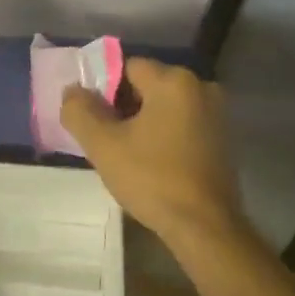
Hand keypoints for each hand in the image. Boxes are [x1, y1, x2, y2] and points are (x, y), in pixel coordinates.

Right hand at [61, 58, 246, 246]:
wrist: (205, 228)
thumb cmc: (153, 179)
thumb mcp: (104, 145)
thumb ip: (80, 111)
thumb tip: (73, 90)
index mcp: (174, 80)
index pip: (126, 67)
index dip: (103, 90)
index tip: (93, 120)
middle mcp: (200, 87)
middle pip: (147, 85)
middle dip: (122, 107)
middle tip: (106, 140)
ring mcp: (216, 114)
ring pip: (164, 106)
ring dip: (142, 123)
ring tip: (126, 155)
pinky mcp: (221, 139)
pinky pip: (181, 124)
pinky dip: (163, 135)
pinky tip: (152, 164)